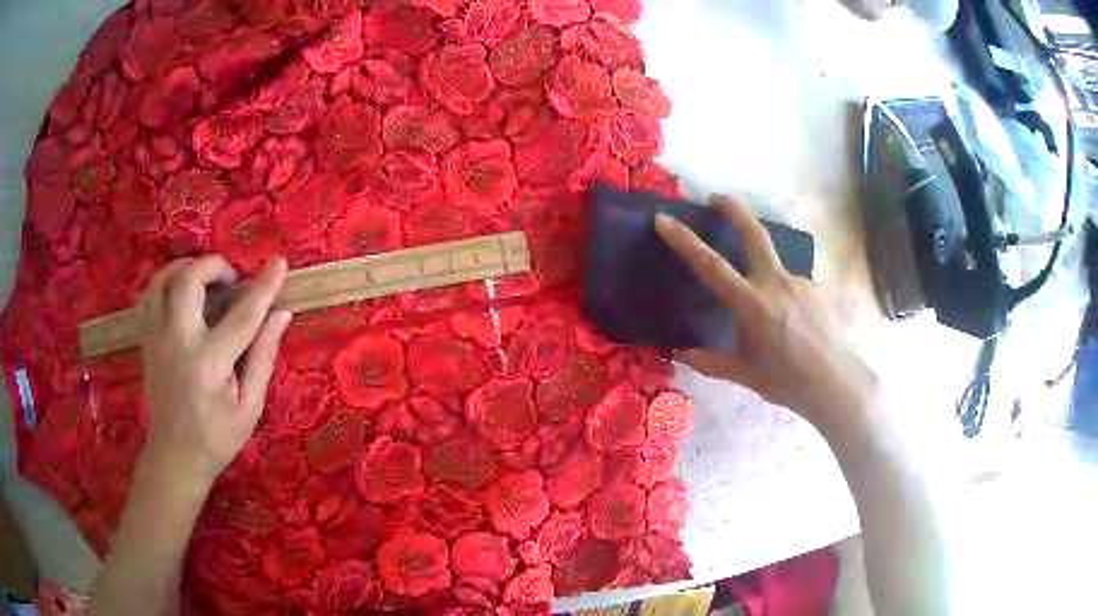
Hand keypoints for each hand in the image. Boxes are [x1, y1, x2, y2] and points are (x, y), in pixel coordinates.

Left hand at [137, 255, 291, 489]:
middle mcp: (178, 341)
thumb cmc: (216, 438)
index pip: (242, 314)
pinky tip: (180, 293)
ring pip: (164, 279)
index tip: (280, 263)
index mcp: (209, 363)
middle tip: (231, 280)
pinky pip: (150, 294)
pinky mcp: (146, 339)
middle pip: (189, 279)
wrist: (173, 457)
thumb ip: (263, 357)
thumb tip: (281, 314)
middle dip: (214, 266)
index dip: (264, 286)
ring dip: (187, 268)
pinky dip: (166, 282)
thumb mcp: (249, 408)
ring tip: (205, 280)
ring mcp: (156, 337)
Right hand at [654, 196, 879, 429]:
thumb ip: (712, 361)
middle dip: (733, 209)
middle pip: (754, 233)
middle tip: (717, 197)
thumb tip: (683, 354)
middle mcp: (776, 283)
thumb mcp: (745, 375)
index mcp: (752, 304)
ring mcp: (801, 282)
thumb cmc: (788, 381)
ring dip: (765, 281)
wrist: (837, 384)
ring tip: (773, 322)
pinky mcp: (818, 289)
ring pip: (776, 270)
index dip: (684, 239)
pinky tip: (794, 327)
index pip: (710, 264)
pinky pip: (794, 289)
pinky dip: (786, 302)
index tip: (665, 219)